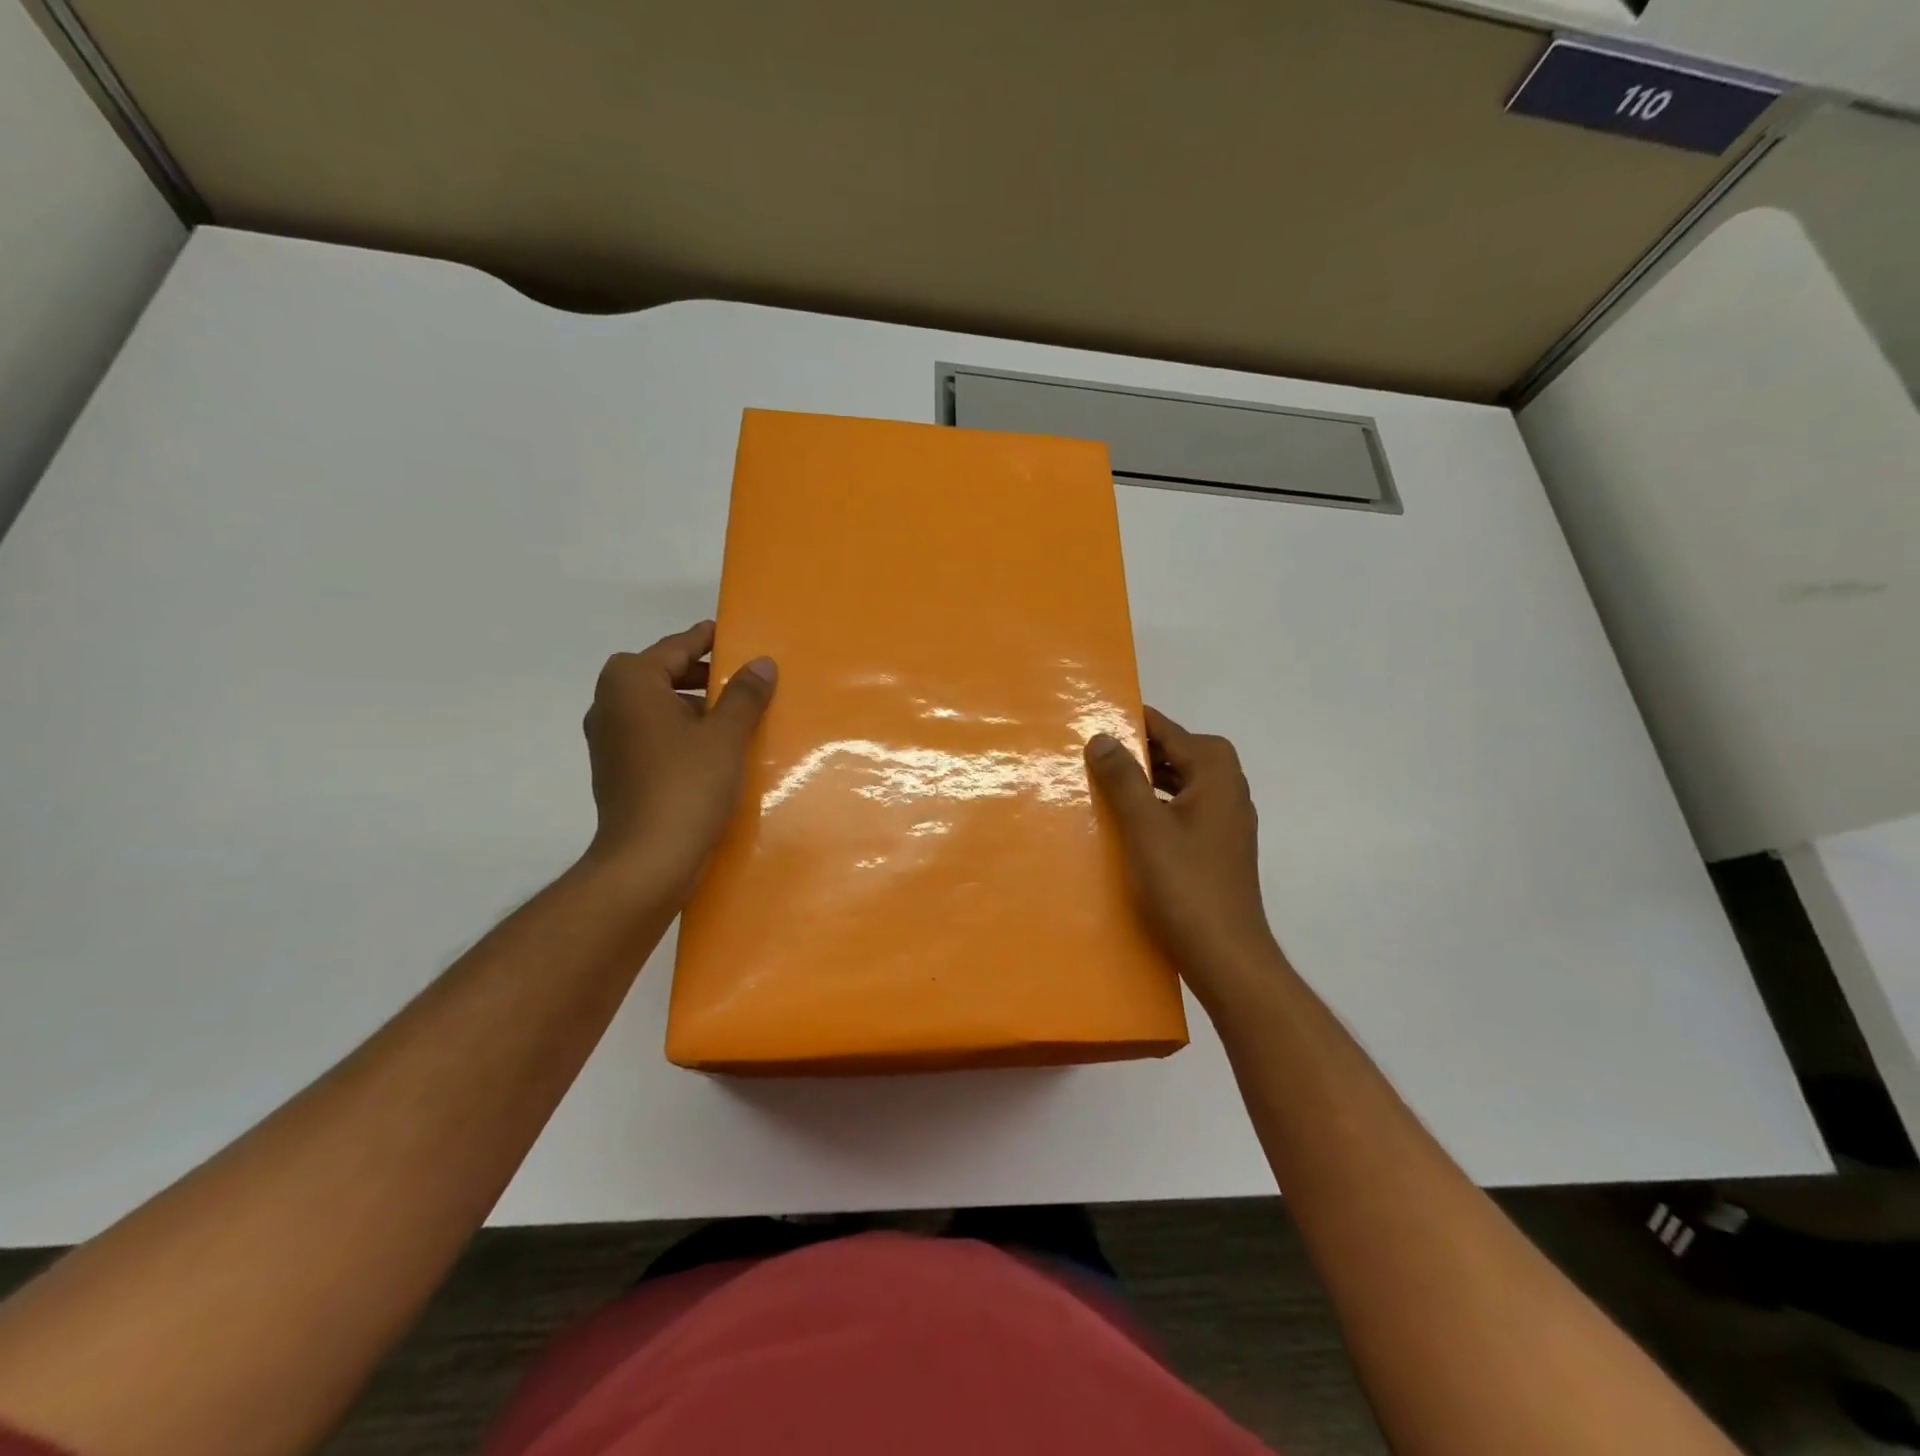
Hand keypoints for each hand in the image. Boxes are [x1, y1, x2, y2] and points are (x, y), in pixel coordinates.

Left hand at [582, 621, 776, 900]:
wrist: (646, 860)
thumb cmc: (686, 786)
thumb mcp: (725, 735)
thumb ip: (744, 694)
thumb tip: (761, 663)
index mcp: (631, 682)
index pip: (676, 646)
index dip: (707, 639)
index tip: (734, 635)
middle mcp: (609, 702)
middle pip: (661, 673)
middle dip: (701, 674)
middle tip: (742, 679)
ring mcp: (608, 739)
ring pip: (656, 706)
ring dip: (692, 704)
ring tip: (735, 716)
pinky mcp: (615, 769)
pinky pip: (651, 734)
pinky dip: (679, 731)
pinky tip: (712, 749)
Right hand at [1085, 707, 1283, 1003]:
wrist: (1226, 955)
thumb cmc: (1184, 885)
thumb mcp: (1145, 827)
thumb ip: (1124, 778)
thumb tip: (1103, 736)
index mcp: (1216, 775)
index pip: (1171, 731)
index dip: (1135, 722)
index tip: (1097, 716)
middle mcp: (1229, 790)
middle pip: (1182, 753)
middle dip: (1141, 749)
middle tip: (1097, 751)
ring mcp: (1227, 822)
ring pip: (1184, 782)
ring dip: (1150, 778)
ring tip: (1107, 782)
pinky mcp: (1219, 848)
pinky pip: (1185, 809)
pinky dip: (1159, 805)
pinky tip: (1131, 823)